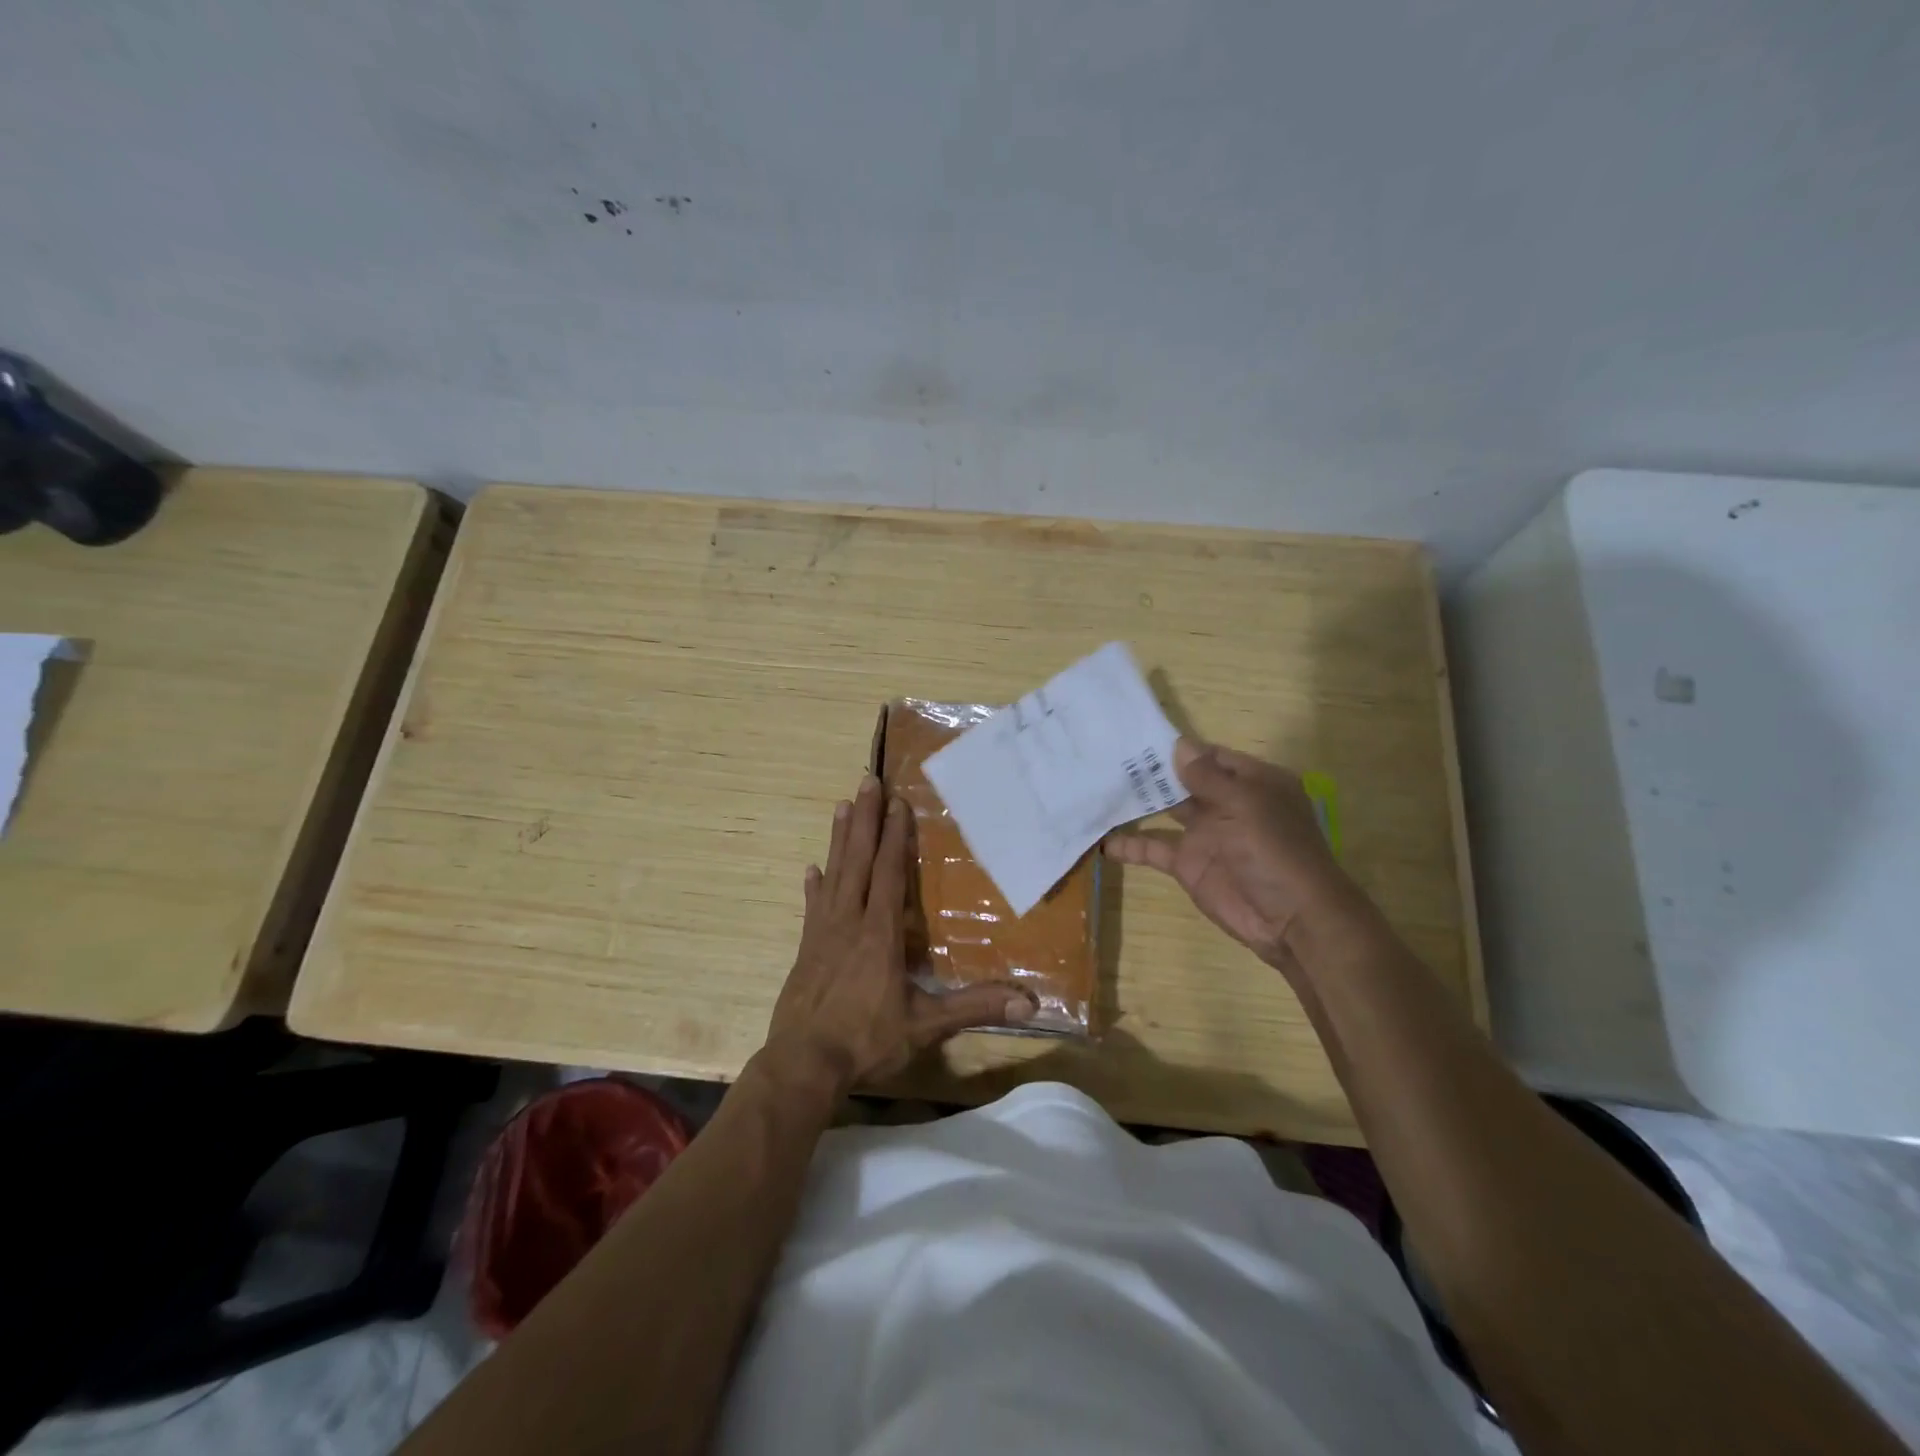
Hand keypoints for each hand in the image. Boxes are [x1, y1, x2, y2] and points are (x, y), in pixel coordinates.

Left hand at [763, 775, 1034, 1098]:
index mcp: (880, 934)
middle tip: (866, 781)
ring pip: (833, 875)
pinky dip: (813, 886)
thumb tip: (1028, 1002)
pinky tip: (810, 869)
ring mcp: (822, 934)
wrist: (803, 1065)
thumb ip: (974, 1007)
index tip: (897, 802)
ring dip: (839, 839)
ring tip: (843, 807)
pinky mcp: (804, 949)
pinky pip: (811, 908)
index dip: (895, 837)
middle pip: (858, 860)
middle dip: (866, 820)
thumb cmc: (866, 1041)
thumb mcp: (926, 1026)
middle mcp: (849, 922)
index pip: (889, 874)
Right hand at [1104, 739, 1354, 970]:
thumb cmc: (1274, 850)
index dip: (1180, 748)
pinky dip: (1128, 846)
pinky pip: (1153, 849)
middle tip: (1108, 758)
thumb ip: (1208, 777)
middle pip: (1184, 781)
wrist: (1290, 919)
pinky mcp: (1188, 864)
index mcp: (1251, 783)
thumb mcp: (1245, 805)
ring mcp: (1205, 834)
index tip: (1139, 738)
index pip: (1211, 756)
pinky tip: (1101, 840)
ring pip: (1165, 811)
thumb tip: (1179, 745)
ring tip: (1099, 787)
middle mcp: (1227, 804)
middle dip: (1152, 771)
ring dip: (1138, 802)